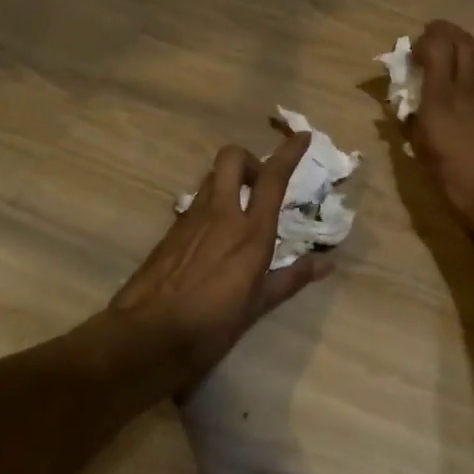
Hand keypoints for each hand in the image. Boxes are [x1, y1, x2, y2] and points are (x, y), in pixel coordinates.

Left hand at [110, 133, 330, 384]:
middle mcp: (221, 214)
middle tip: (258, 185)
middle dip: (248, 160)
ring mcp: (191, 219)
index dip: (289, 152)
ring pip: (211, 178)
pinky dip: (210, 206)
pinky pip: (195, 203)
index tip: (303, 137)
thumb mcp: (258, 306)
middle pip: (232, 158)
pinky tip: (213, 238)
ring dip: (228, 182)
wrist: (147, 336)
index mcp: (250, 232)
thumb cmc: (211, 324)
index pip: (272, 178)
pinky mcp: (170, 231)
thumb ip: (292, 278)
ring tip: (239, 211)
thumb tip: (327, 264)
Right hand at [411, 20, 473, 242]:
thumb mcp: (425, 159)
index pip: (437, 43)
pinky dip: (471, 83)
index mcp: (443, 98)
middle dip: (442, 34)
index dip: (422, 39)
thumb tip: (403, 113)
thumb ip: (412, 128)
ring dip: (458, 60)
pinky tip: (465, 110)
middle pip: (461, 39)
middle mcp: (470, 88)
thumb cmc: (462, 185)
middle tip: (427, 51)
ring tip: (443, 83)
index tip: (410, 55)